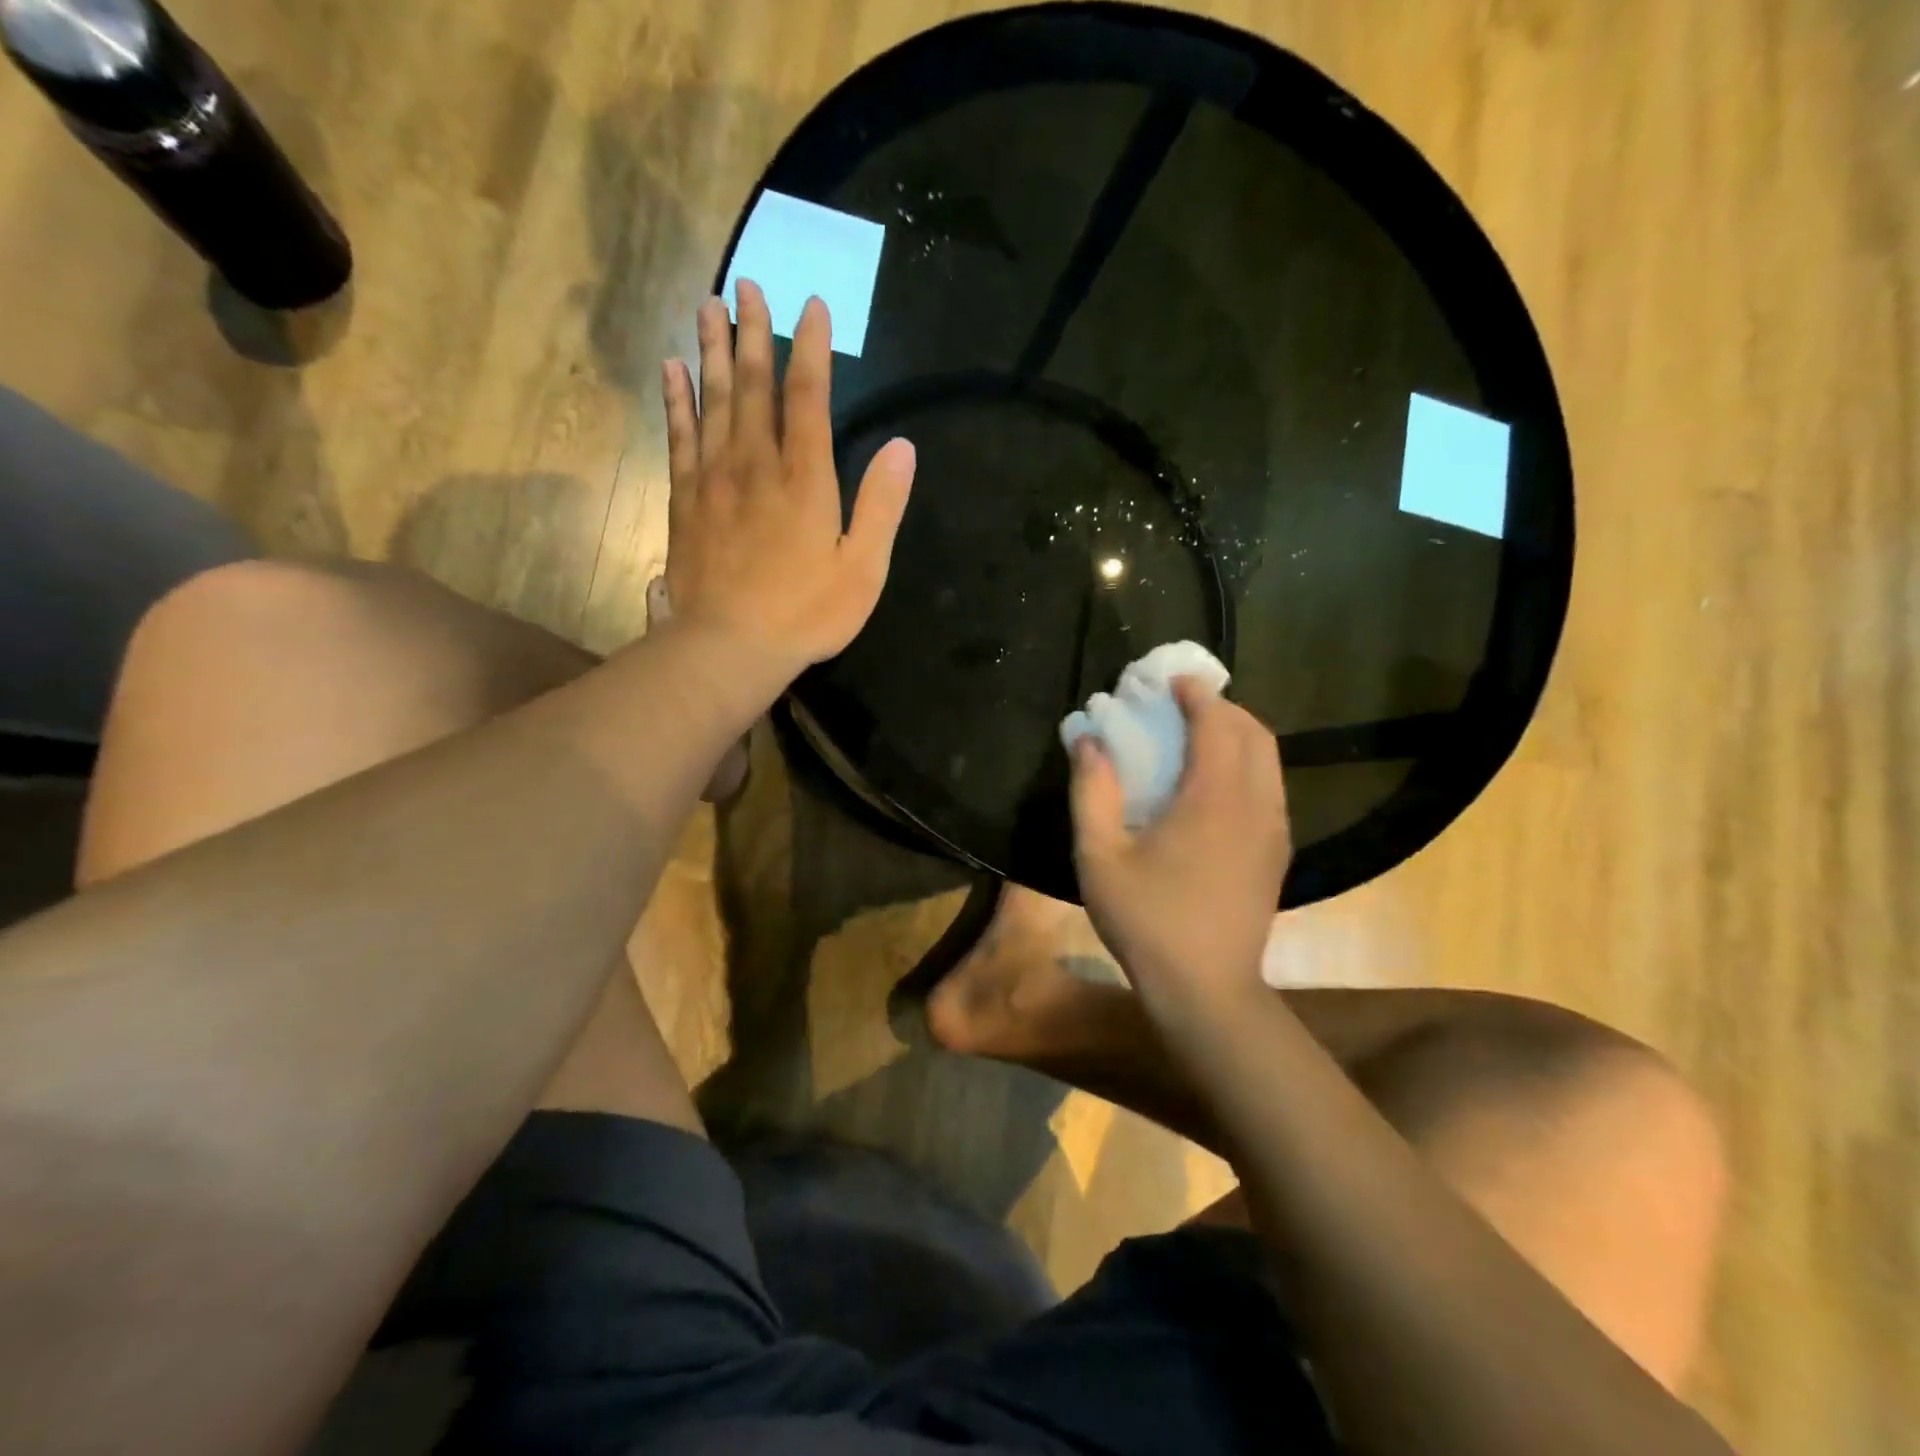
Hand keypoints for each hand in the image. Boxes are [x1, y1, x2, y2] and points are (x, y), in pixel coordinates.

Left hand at [660, 279, 915, 673]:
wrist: (729, 646)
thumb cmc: (805, 613)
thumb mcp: (862, 569)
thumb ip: (881, 506)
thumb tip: (903, 447)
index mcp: (805, 479)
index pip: (808, 397)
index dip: (811, 349)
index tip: (811, 306)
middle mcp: (756, 464)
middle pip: (753, 386)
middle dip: (753, 333)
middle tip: (747, 284)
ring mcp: (714, 479)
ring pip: (713, 401)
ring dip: (711, 351)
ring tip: (708, 306)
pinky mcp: (684, 500)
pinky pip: (679, 436)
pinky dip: (676, 400)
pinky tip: (672, 370)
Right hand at [1070, 679, 1290, 1009]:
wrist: (1206, 989)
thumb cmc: (1147, 921)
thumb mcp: (1100, 856)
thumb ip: (1092, 792)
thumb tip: (1089, 742)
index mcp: (1214, 798)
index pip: (1218, 723)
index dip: (1197, 694)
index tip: (1170, 681)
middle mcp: (1256, 804)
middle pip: (1254, 733)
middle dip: (1221, 708)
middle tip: (1181, 706)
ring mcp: (1275, 830)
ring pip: (1269, 759)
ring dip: (1237, 735)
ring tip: (1197, 737)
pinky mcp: (1278, 852)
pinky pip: (1271, 786)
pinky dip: (1247, 764)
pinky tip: (1213, 784)